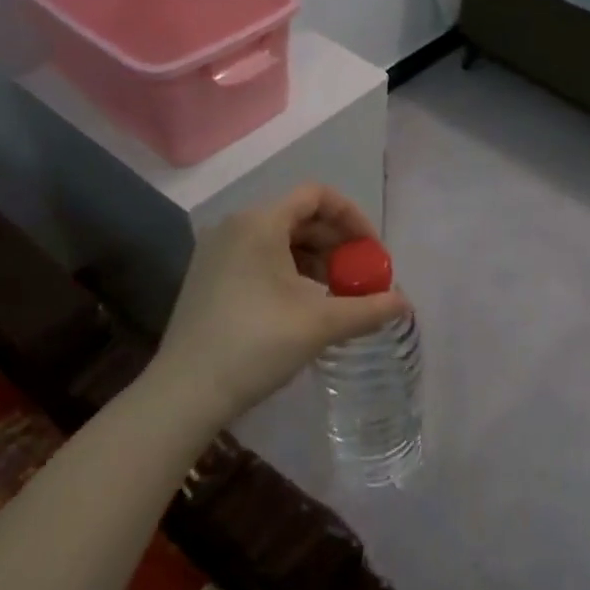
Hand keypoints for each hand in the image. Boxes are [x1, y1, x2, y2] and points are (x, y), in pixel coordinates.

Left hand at [149, 184, 408, 424]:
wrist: (185, 393)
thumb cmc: (256, 345)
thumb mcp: (321, 324)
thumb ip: (369, 308)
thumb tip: (405, 304)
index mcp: (260, 223)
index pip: (318, 196)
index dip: (353, 217)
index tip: (373, 251)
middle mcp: (236, 226)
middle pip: (300, 216)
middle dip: (338, 243)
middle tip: (362, 275)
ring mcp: (218, 252)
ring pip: (281, 239)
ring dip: (317, 259)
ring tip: (339, 294)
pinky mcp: (209, 277)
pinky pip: (261, 258)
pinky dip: (291, 271)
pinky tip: (306, 304)